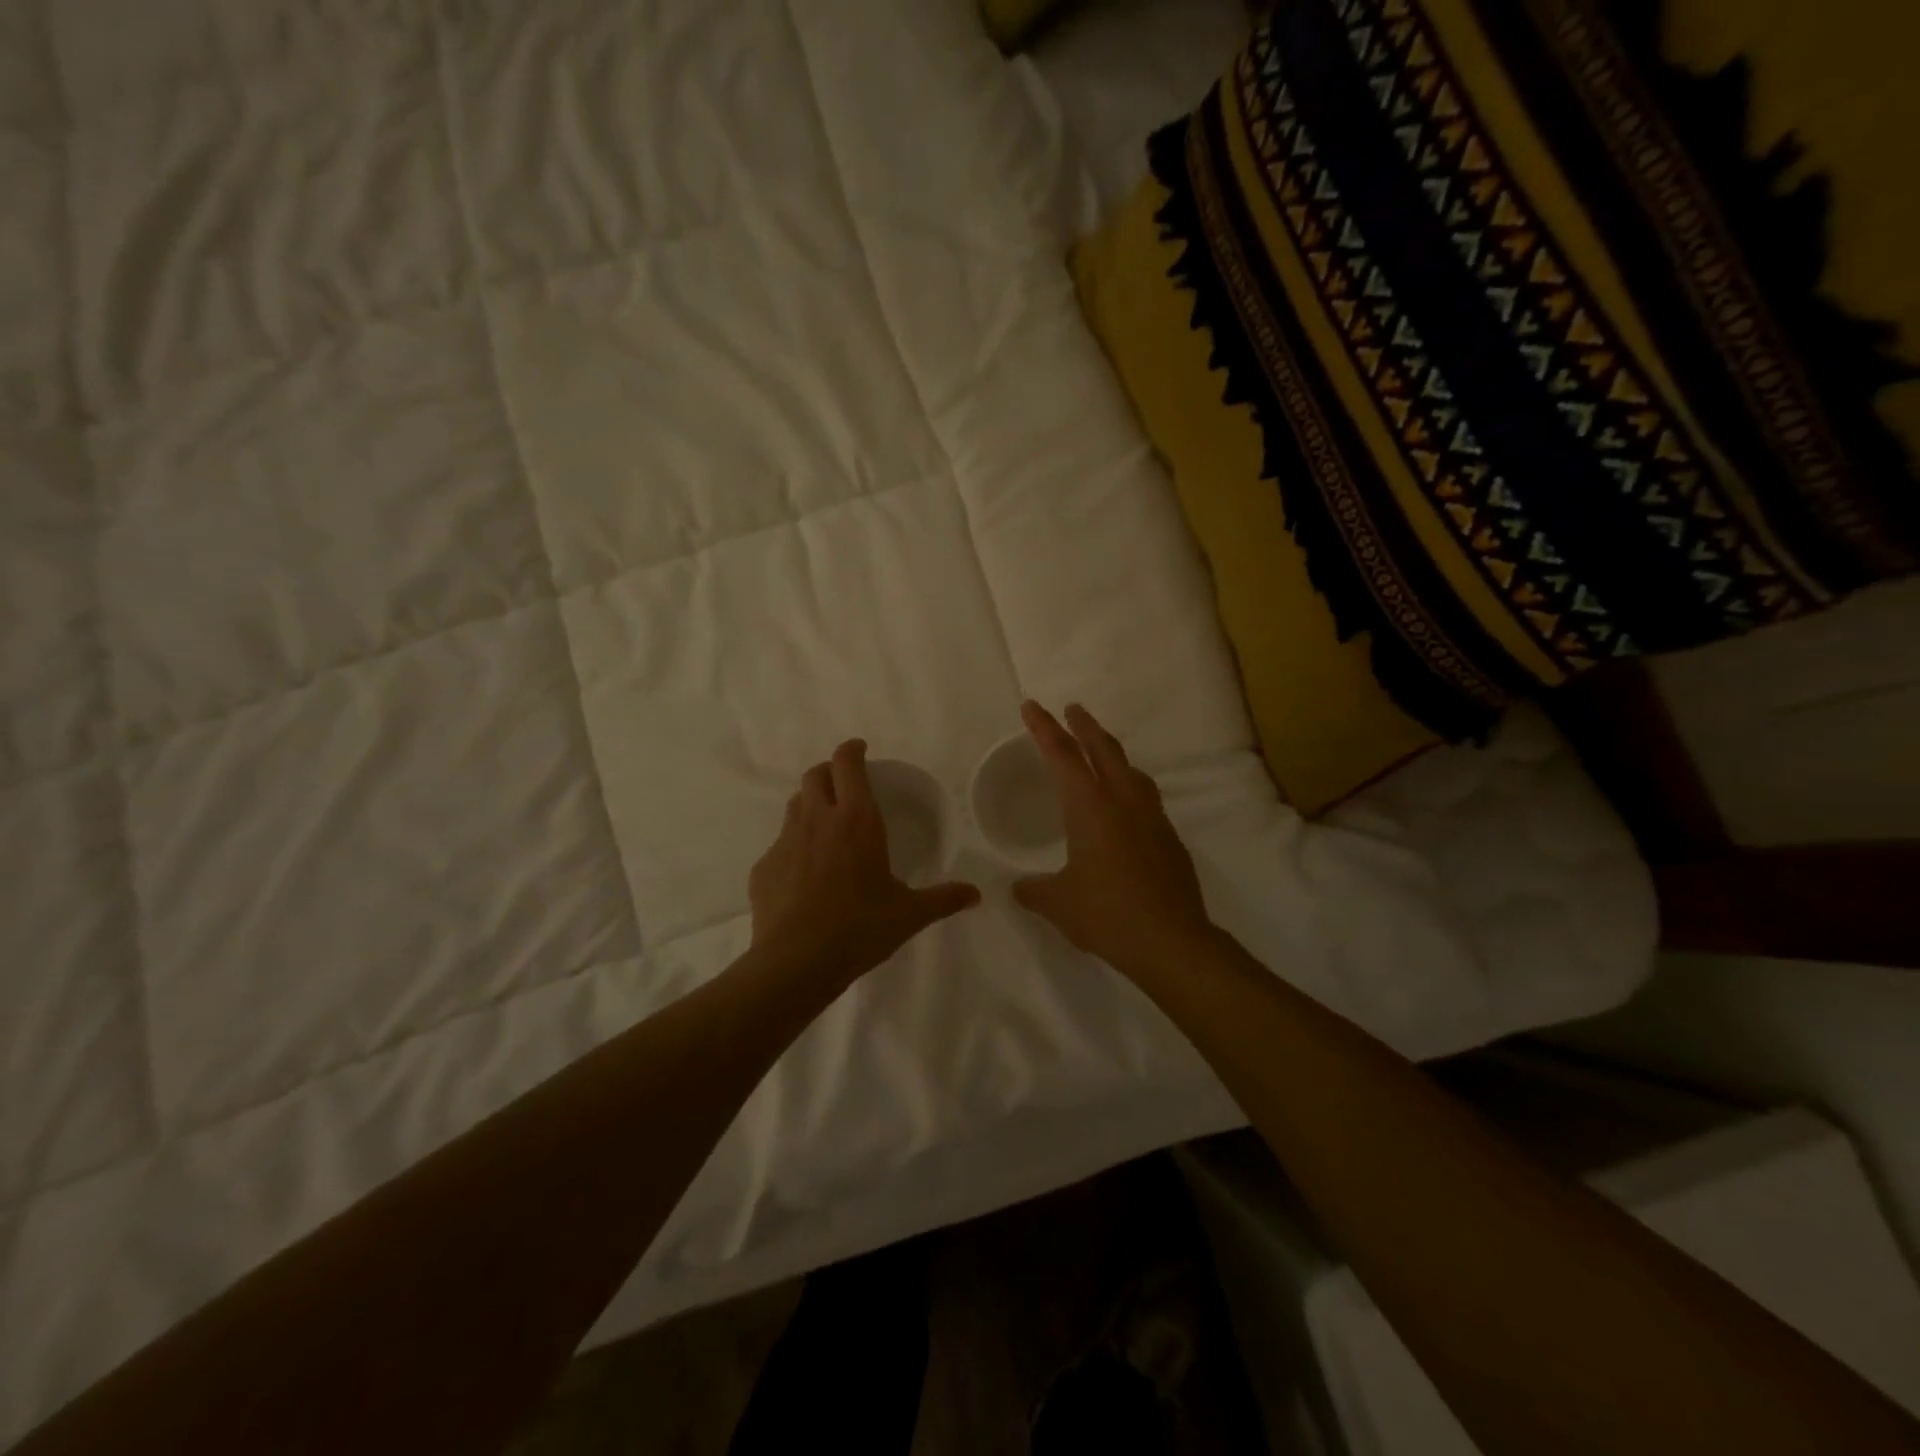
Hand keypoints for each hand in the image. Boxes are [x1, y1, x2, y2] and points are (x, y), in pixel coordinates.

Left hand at [749, 739, 980, 989]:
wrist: (797, 962)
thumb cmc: (860, 928)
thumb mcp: (909, 914)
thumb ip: (943, 899)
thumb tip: (975, 894)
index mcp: (856, 820)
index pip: (847, 764)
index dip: (852, 750)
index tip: (860, 749)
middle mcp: (818, 820)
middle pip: (815, 775)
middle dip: (829, 771)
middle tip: (844, 784)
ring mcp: (785, 842)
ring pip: (795, 805)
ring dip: (810, 804)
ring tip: (825, 825)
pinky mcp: (763, 867)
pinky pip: (780, 845)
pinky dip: (794, 847)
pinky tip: (804, 874)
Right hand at [1011, 702, 1213, 979]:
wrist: (1171, 941)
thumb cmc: (1107, 914)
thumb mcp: (1059, 903)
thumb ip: (1034, 891)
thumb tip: (1018, 888)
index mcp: (1090, 807)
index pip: (1062, 756)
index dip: (1044, 728)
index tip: (1032, 706)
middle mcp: (1123, 801)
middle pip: (1103, 749)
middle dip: (1084, 726)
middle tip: (1072, 709)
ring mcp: (1151, 817)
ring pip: (1130, 770)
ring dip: (1111, 753)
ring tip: (1100, 751)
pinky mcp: (1169, 838)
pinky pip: (1145, 797)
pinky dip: (1129, 786)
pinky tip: (1124, 806)